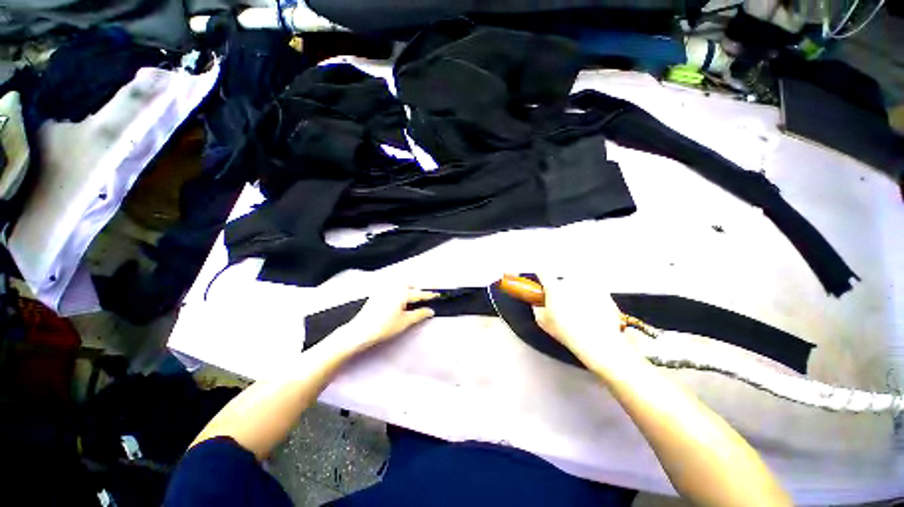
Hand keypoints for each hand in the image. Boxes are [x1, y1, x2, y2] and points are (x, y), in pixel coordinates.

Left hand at [340, 287, 438, 351]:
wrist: (360, 331)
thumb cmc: (383, 327)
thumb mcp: (405, 321)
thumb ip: (420, 314)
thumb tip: (430, 311)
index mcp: (402, 292)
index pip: (420, 293)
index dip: (431, 294)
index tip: (439, 294)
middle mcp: (394, 286)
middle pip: (413, 285)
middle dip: (422, 288)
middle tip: (430, 292)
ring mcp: (385, 288)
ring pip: (404, 285)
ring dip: (413, 288)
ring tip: (419, 295)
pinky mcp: (379, 292)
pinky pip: (395, 287)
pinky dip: (403, 289)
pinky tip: (404, 295)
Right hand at [532, 274, 639, 365]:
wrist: (598, 342)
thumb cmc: (570, 333)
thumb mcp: (544, 322)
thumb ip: (538, 308)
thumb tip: (538, 305)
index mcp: (554, 288)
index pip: (543, 272)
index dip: (541, 273)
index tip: (541, 274)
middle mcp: (571, 283)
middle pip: (563, 281)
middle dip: (563, 290)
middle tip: (564, 305)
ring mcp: (588, 286)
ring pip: (579, 286)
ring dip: (577, 294)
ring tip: (579, 312)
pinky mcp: (604, 292)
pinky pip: (594, 292)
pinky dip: (592, 300)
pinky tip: (590, 314)